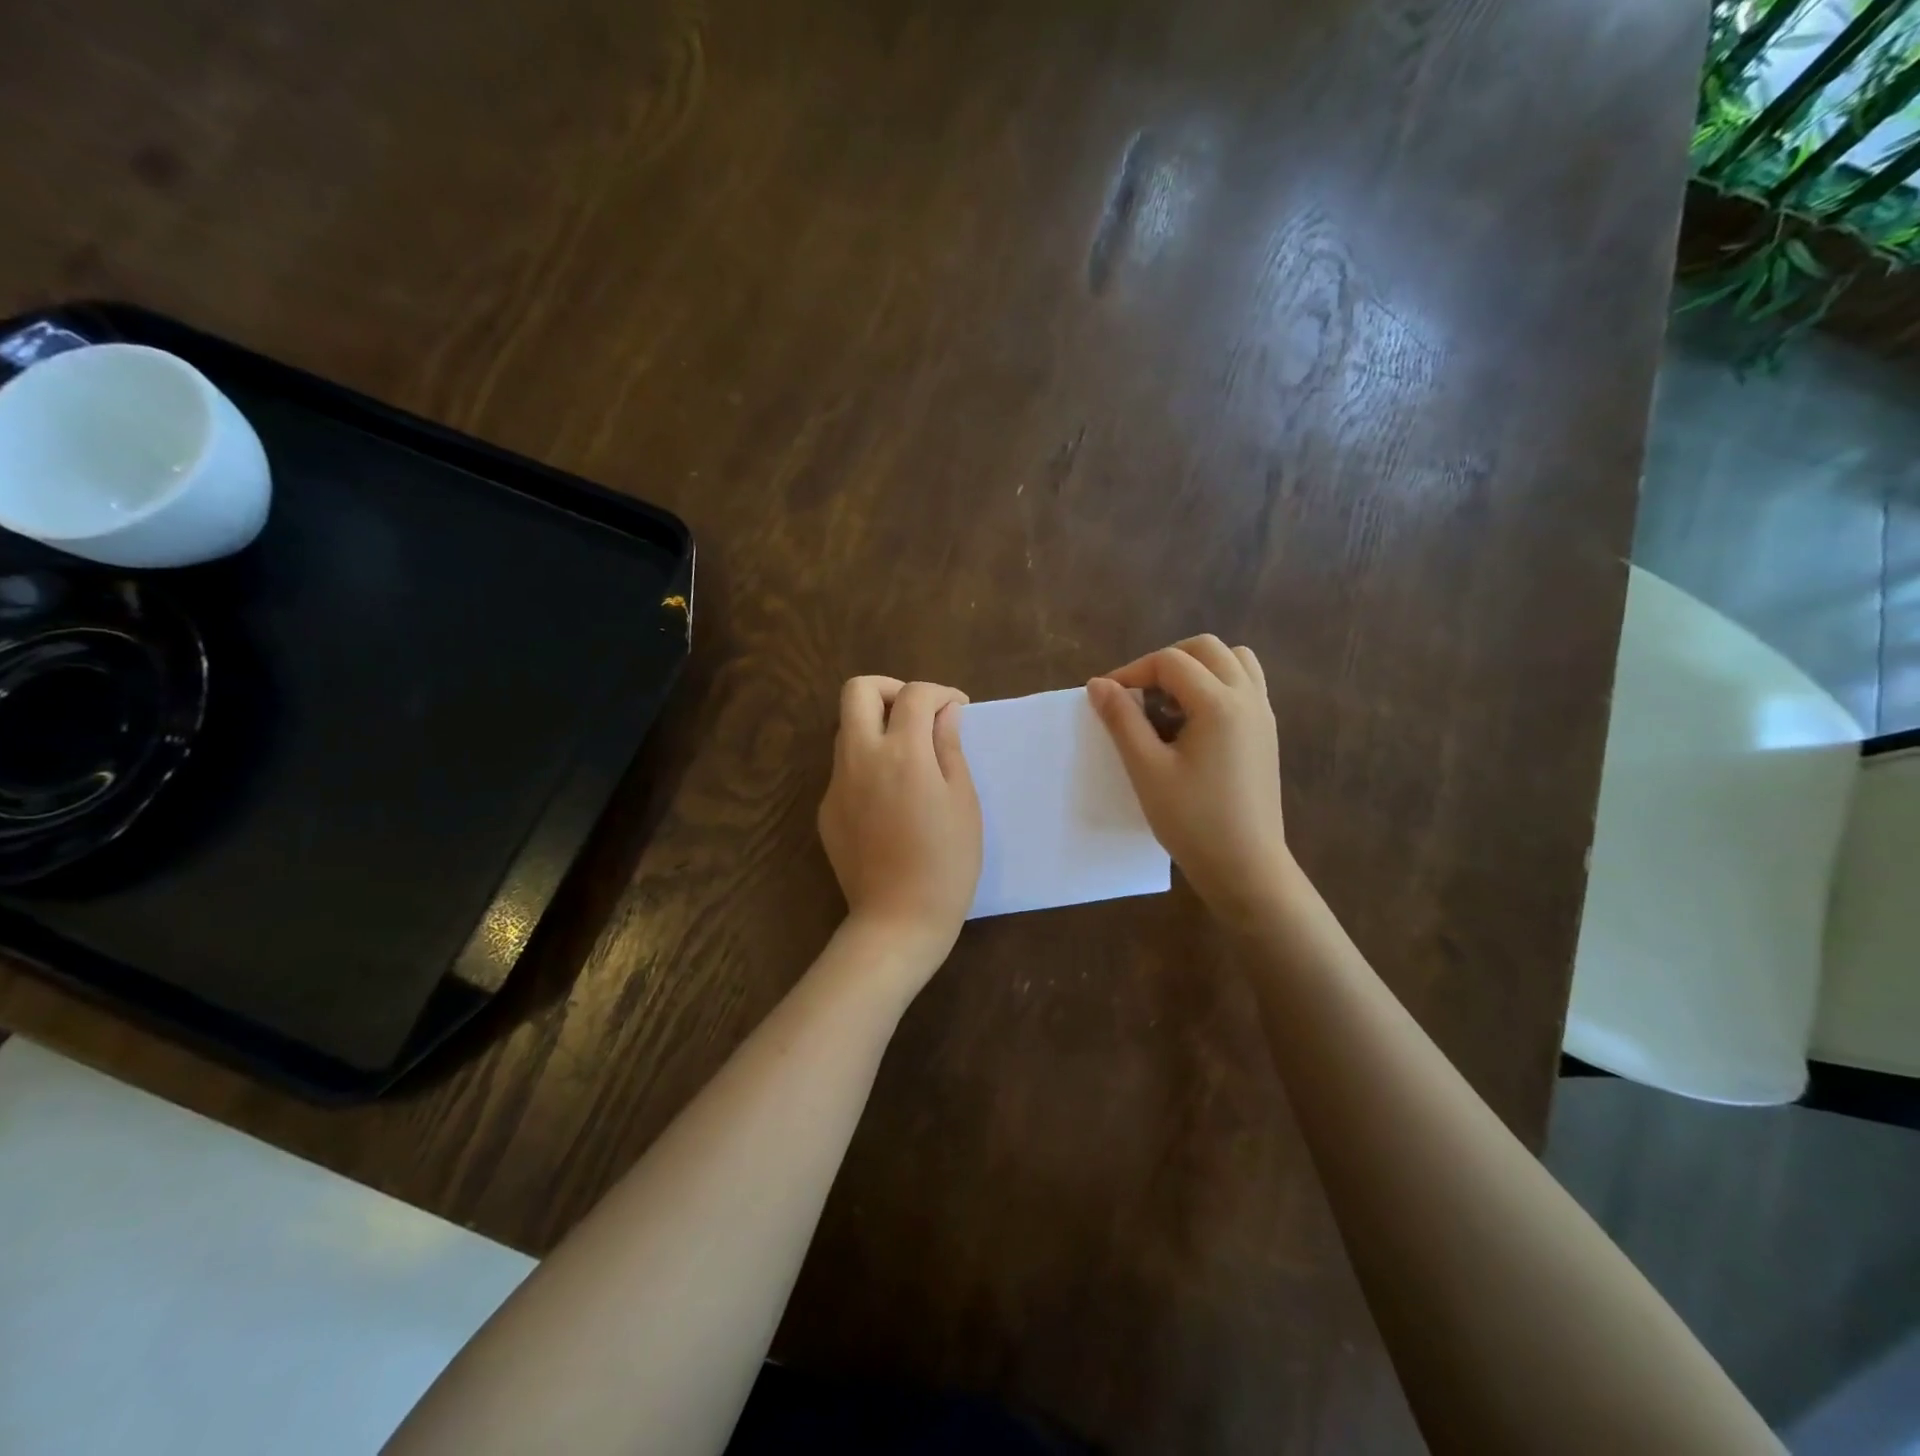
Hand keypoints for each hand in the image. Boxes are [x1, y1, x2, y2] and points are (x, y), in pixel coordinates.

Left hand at [818, 676, 982, 969]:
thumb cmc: (946, 862)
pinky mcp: (826, 809)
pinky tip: (891, 797)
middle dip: (892, 689)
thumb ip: (950, 747)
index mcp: (902, 754)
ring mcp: (837, 784)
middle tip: (919, 714)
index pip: (915, 695)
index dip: (941, 693)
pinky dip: (868, 762)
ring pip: (847, 728)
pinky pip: (845, 767)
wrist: (898, 920)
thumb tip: (946, 712)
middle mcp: (860, 758)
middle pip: (858, 691)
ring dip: (877, 725)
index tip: (958, 709)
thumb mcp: (963, 801)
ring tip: (909, 755)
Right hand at [1087, 635, 1291, 928]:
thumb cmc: (1192, 820)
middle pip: (1206, 649)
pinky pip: (1246, 684)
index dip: (1132, 671)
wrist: (1246, 866)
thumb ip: (1122, 720)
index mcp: (1219, 703)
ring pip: (1233, 660)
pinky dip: (1218, 683)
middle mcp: (1248, 697)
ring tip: (1169, 702)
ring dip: (1196, 667)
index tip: (1106, 699)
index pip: (1170, 662)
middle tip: (1137, 694)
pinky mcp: (1267, 732)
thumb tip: (1098, 684)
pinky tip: (1194, 720)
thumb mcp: (1147, 769)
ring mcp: (1263, 713)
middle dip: (1165, 661)